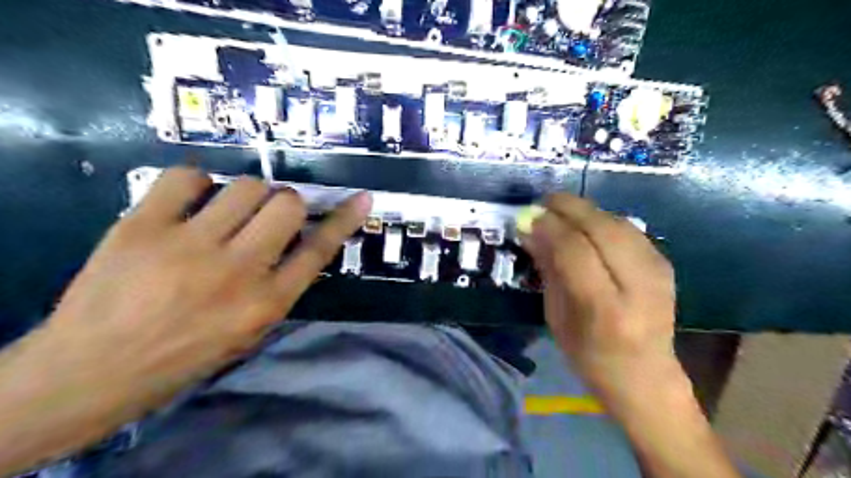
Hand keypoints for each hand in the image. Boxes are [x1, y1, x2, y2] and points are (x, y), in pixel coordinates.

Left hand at [42, 168, 369, 413]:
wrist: (93, 370)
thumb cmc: (186, 354)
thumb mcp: (251, 330)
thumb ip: (282, 285)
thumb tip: (300, 240)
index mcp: (266, 303)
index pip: (318, 250)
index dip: (344, 220)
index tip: (362, 198)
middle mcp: (236, 271)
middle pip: (287, 205)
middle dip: (286, 204)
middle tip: (267, 216)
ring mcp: (188, 246)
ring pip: (246, 186)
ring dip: (247, 194)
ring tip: (227, 212)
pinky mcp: (142, 227)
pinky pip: (188, 177)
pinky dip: (197, 183)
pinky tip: (191, 201)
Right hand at [523, 194, 682, 406]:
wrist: (645, 376)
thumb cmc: (588, 355)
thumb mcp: (556, 317)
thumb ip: (548, 269)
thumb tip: (530, 229)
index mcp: (605, 309)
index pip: (576, 251)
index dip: (550, 227)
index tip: (528, 217)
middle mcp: (638, 286)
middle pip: (602, 229)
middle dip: (569, 208)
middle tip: (543, 202)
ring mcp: (658, 273)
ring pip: (618, 222)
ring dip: (585, 210)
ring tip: (560, 209)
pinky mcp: (665, 264)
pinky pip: (629, 228)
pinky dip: (602, 218)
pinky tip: (586, 222)